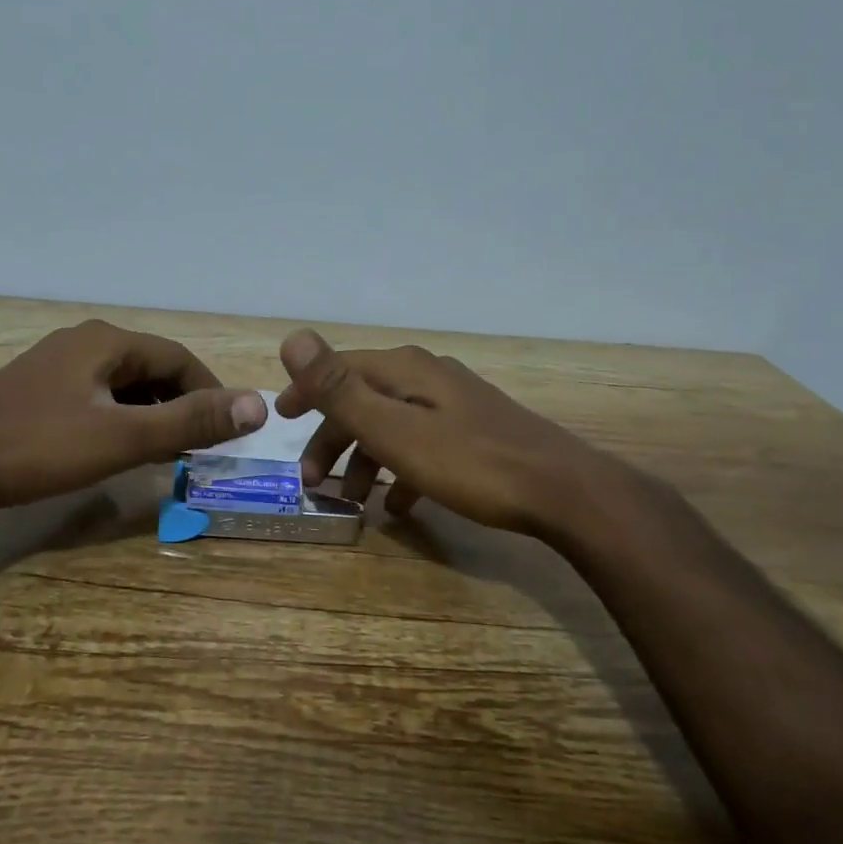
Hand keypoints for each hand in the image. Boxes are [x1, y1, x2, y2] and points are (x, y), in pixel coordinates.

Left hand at [0, 320, 266, 515]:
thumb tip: (258, 404)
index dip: (211, 392)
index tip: (229, 430)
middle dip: (182, 404)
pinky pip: (97, 397)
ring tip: (167, 452)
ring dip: (152, 414)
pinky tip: (118, 449)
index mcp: (107, 342)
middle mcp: (84, 342)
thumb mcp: (120, 438)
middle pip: (152, 368)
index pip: (180, 358)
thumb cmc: (35, 448)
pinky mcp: (37, 390)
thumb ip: (189, 421)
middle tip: (201, 446)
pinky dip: (120, 419)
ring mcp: (56, 365)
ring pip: (123, 385)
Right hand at [274, 329, 631, 536]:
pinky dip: (401, 470)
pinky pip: (422, 446)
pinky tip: (400, 506)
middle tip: (312, 482)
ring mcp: (455, 405)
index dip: (307, 391)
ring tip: (354, 502)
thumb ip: (340, 387)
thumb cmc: (469, 462)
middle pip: (365, 400)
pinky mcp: (475, 433)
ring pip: (392, 426)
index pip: (340, 369)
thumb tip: (292, 337)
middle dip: (333, 439)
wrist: (562, 492)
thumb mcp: (393, 428)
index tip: (280, 417)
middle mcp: (427, 377)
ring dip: (365, 460)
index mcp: (405, 370)